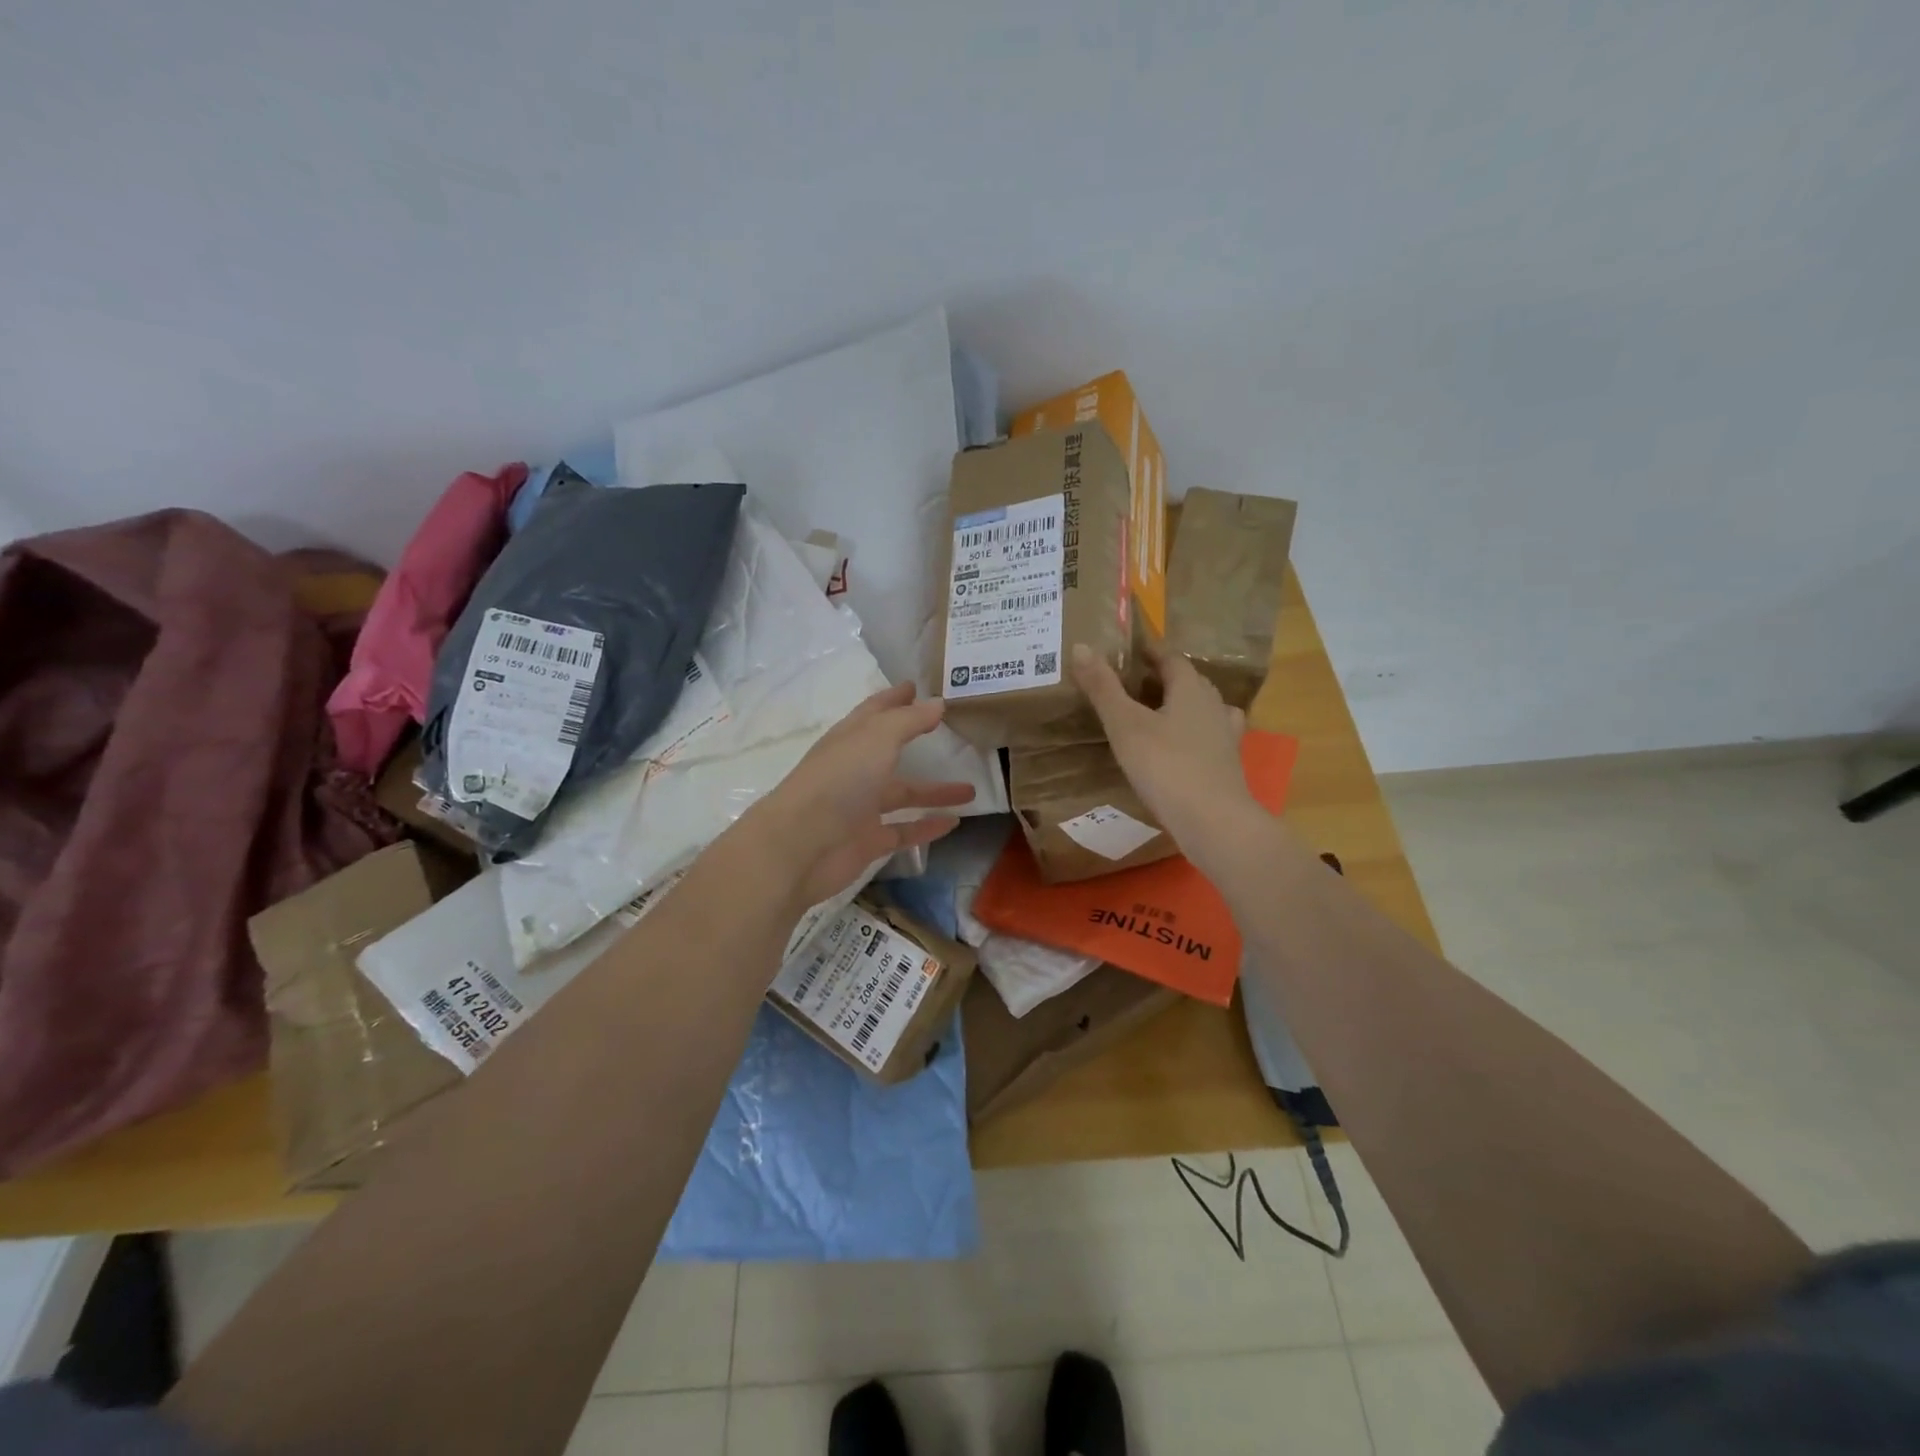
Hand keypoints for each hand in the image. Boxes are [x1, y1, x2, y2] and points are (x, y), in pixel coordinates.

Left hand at [749, 682, 975, 907]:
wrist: (800, 846)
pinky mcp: (867, 842)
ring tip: (971, 790)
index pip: (875, 712)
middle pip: (889, 750)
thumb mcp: (877, 739)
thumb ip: (909, 721)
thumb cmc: (839, 781)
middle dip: (914, 739)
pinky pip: (903, 830)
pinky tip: (954, 822)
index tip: (915, 686)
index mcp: (850, 739)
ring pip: (902, 795)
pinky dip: (927, 826)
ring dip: (934, 792)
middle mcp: (854, 770)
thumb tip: (937, 702)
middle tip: (947, 730)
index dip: (894, 698)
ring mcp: (860, 808)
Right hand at [1071, 639, 1256, 860]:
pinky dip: (1193, 735)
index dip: (1150, 652)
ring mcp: (1226, 736)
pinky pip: (1209, 738)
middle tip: (1133, 683)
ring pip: (1203, 709)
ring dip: (1182, 706)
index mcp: (1191, 689)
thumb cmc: (1166, 766)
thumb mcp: (1125, 725)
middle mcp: (1214, 705)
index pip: (1172, 658)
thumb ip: (1103, 687)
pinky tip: (1180, 748)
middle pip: (1190, 681)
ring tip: (1156, 714)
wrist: (1213, 822)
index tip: (1129, 651)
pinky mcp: (1228, 765)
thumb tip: (1081, 645)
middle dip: (1164, 678)